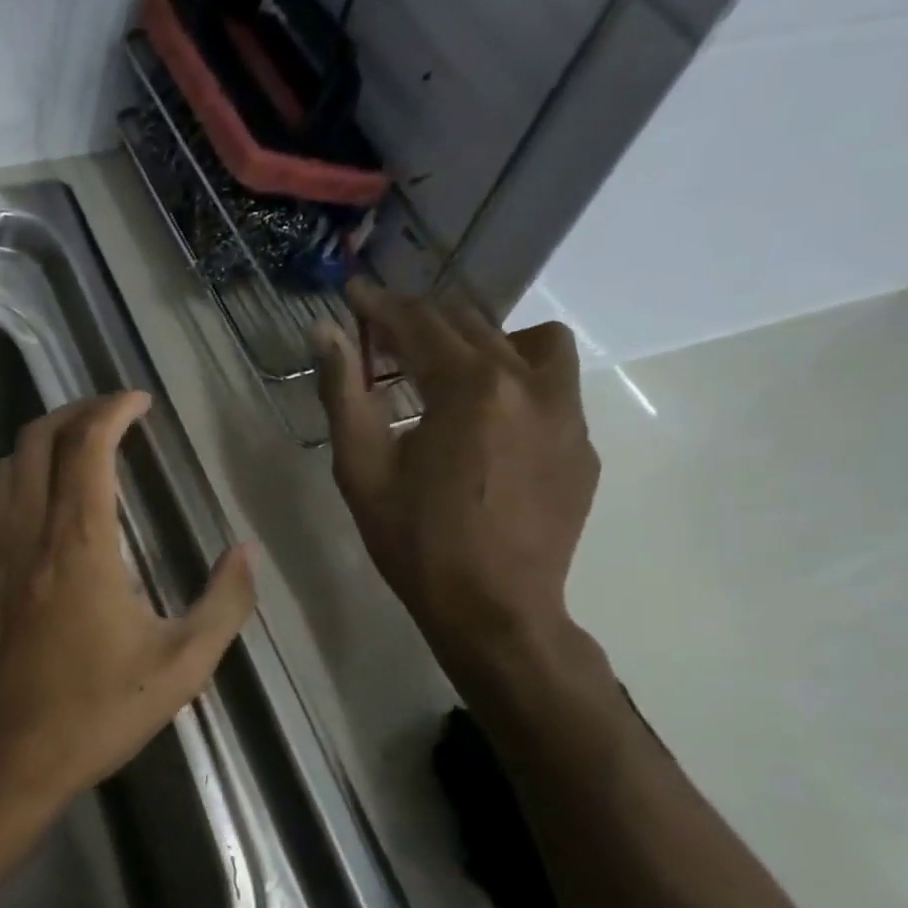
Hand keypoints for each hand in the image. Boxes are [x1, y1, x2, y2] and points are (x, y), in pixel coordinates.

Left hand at [0, 392, 256, 821]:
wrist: (3, 766)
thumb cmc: (94, 716)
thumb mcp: (182, 667)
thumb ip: (224, 603)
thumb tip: (244, 552)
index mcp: (80, 544)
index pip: (87, 446)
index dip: (113, 409)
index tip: (140, 402)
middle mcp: (28, 535)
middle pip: (38, 441)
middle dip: (76, 412)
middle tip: (112, 415)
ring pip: (3, 469)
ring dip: (38, 444)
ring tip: (74, 449)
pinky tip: (18, 504)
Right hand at [316, 279, 598, 666]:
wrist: (494, 611)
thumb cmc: (416, 543)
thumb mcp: (362, 469)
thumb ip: (344, 392)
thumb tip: (324, 332)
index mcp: (470, 387)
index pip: (419, 324)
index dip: (379, 307)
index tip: (353, 295)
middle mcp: (529, 383)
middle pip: (471, 325)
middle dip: (421, 322)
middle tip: (383, 336)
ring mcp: (567, 414)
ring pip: (532, 342)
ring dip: (485, 341)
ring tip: (451, 374)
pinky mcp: (583, 446)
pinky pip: (554, 387)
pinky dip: (516, 383)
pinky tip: (488, 426)